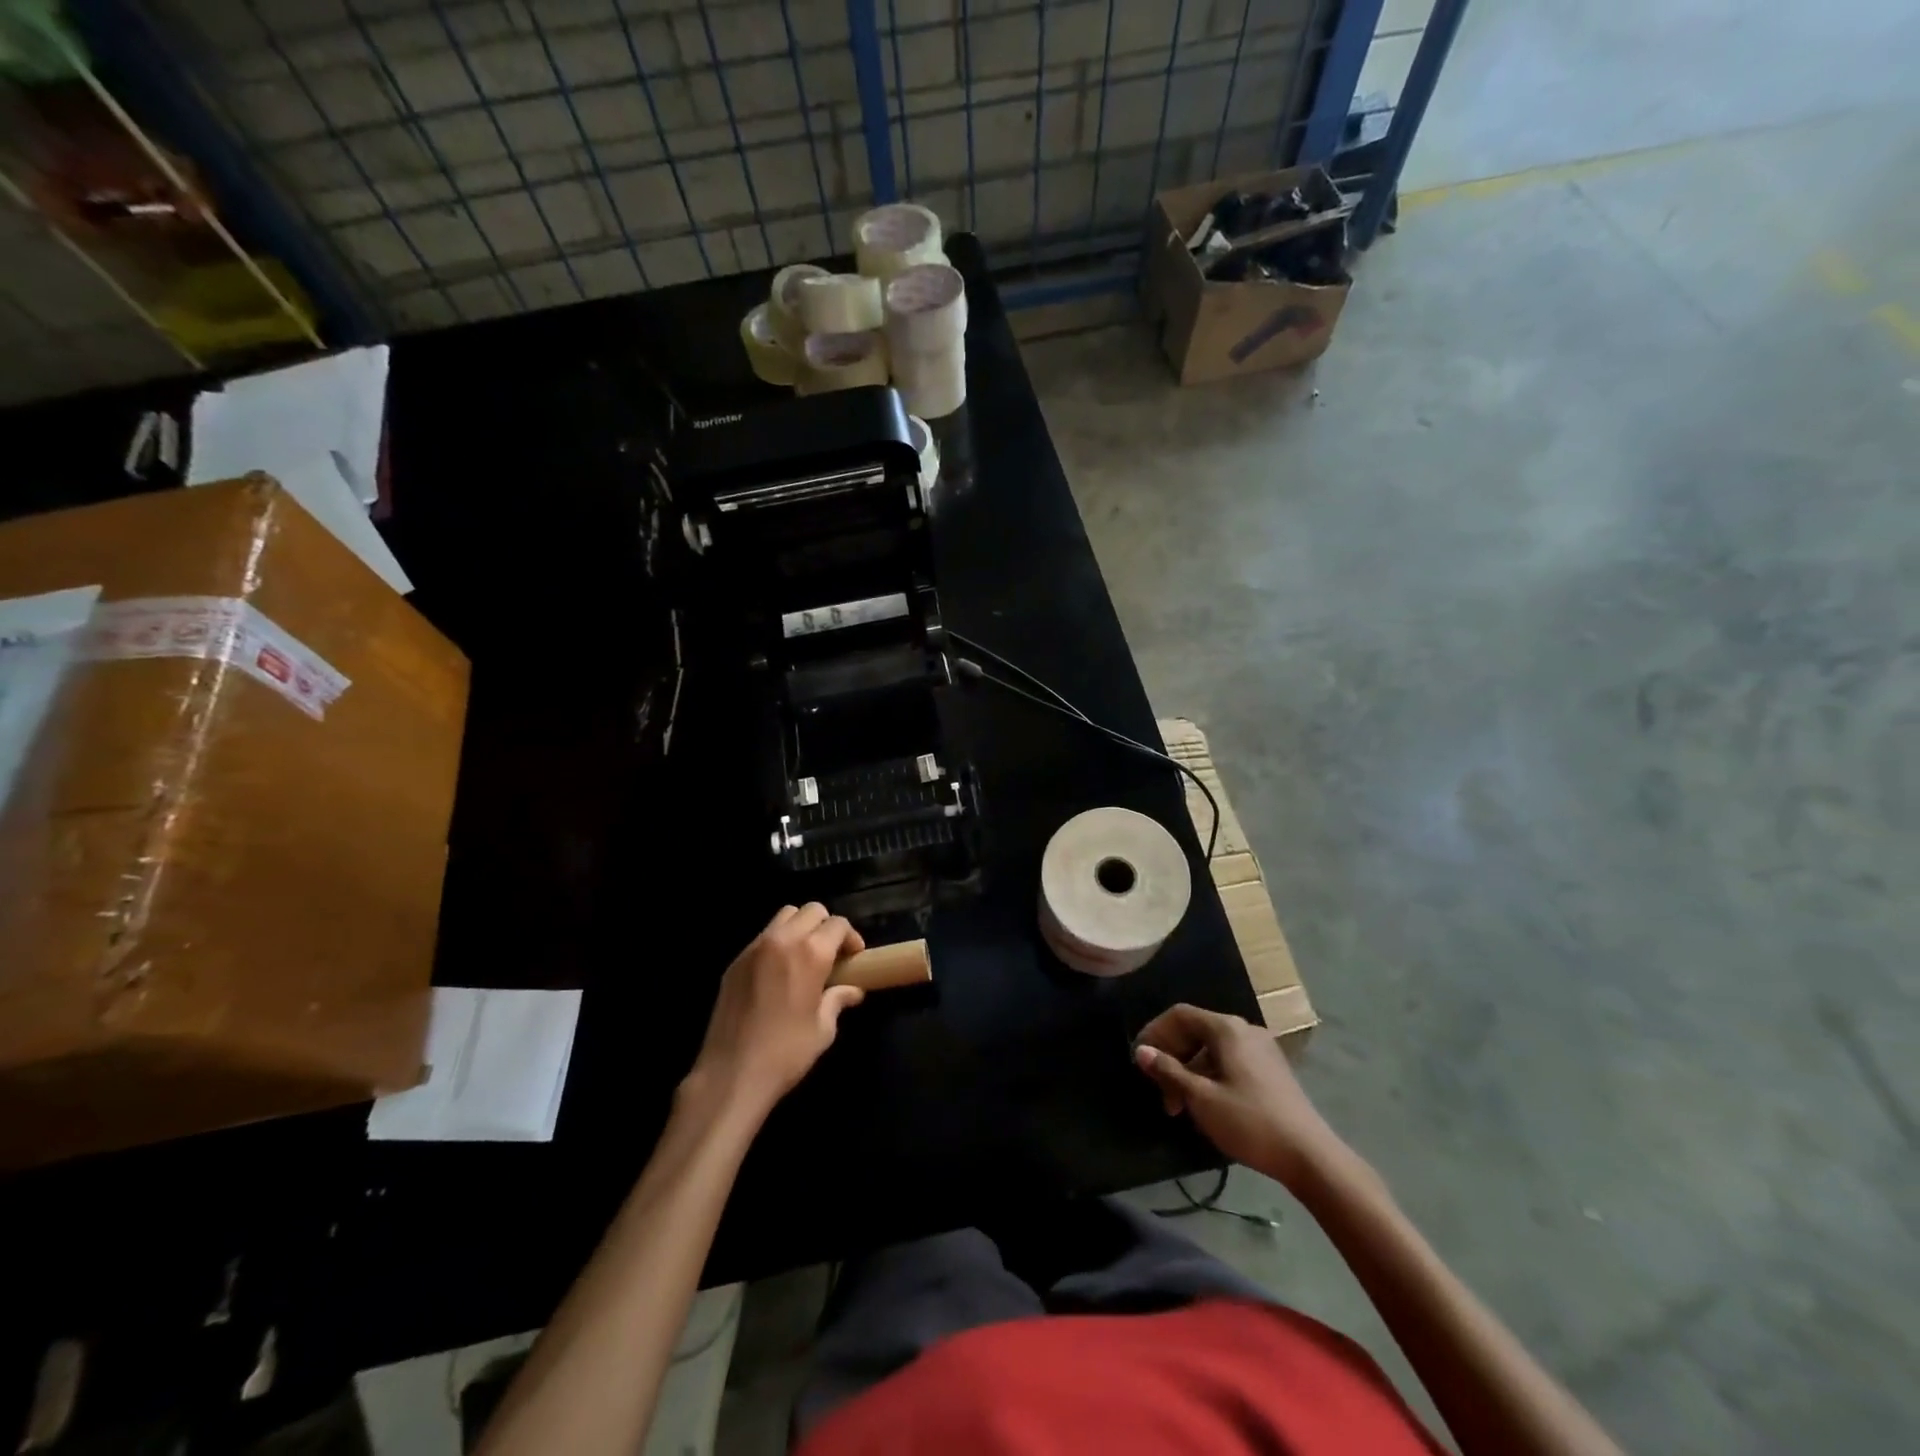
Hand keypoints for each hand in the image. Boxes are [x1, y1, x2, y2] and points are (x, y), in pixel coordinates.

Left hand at [686, 905, 865, 1119]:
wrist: (731, 1074)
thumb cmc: (786, 1053)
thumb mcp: (823, 1029)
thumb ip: (838, 1000)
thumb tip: (853, 990)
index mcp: (811, 953)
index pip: (838, 924)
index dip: (851, 937)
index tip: (854, 957)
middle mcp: (783, 940)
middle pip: (812, 910)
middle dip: (827, 926)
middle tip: (832, 953)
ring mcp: (755, 948)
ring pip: (785, 916)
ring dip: (801, 927)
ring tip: (805, 956)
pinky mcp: (735, 962)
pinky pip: (763, 937)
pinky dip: (777, 942)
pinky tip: (778, 971)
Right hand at [1133, 1004, 1346, 1191]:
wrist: (1310, 1157)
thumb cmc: (1250, 1122)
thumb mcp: (1201, 1098)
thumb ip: (1169, 1071)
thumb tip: (1141, 1051)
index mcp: (1227, 1029)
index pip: (1180, 1015)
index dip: (1155, 1032)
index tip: (1140, 1060)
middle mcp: (1245, 1030)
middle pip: (1196, 1031)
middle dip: (1172, 1058)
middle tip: (1161, 1094)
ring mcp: (1262, 1050)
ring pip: (1212, 1049)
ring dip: (1190, 1072)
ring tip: (1181, 1107)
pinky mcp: (1271, 1071)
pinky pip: (1230, 1061)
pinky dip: (1210, 1076)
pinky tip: (1207, 1105)